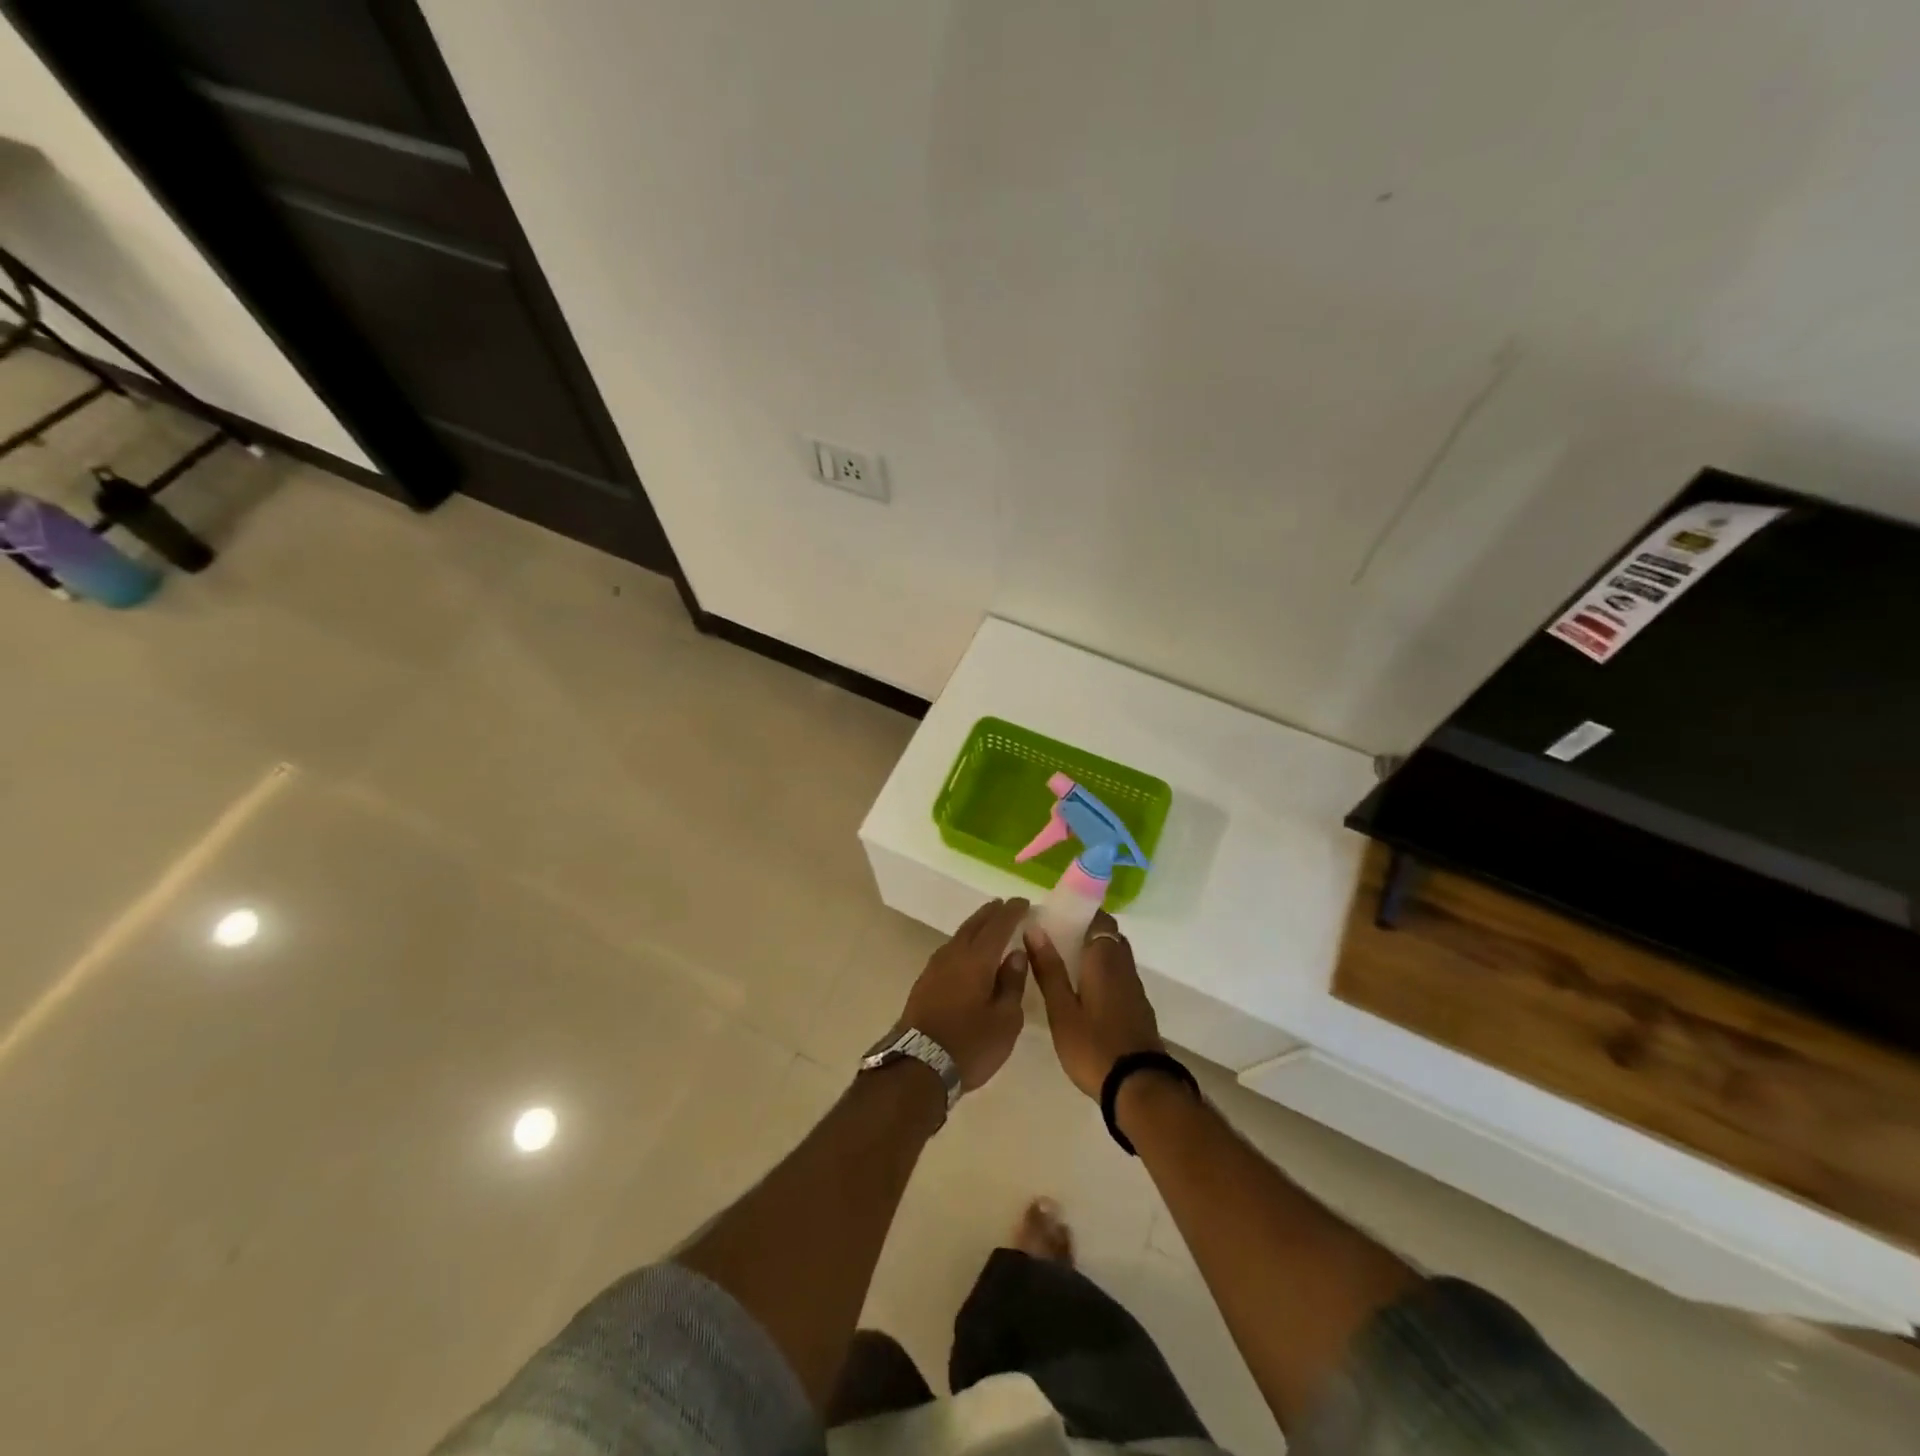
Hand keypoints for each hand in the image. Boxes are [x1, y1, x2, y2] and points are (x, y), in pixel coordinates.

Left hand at [897, 898, 1030, 1091]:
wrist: (918, 1066)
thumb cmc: (970, 1044)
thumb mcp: (1005, 1020)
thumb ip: (1012, 983)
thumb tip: (1015, 954)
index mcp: (977, 959)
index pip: (998, 925)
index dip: (1012, 912)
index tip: (1024, 902)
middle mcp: (954, 954)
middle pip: (974, 925)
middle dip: (991, 913)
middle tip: (1006, 905)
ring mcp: (935, 967)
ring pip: (959, 936)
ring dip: (976, 926)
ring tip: (989, 924)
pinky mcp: (925, 981)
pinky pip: (950, 950)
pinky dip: (964, 943)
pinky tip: (968, 953)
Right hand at [1026, 911, 1163, 1098]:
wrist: (1139, 1087)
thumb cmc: (1094, 1046)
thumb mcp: (1061, 1010)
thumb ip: (1049, 969)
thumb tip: (1034, 928)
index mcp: (1105, 959)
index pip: (1100, 919)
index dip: (1081, 913)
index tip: (1057, 917)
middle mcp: (1124, 966)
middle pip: (1109, 936)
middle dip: (1085, 933)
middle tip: (1055, 942)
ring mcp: (1135, 989)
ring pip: (1116, 958)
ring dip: (1095, 955)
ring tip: (1064, 966)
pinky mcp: (1139, 1009)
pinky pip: (1120, 977)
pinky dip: (1103, 974)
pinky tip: (1084, 993)